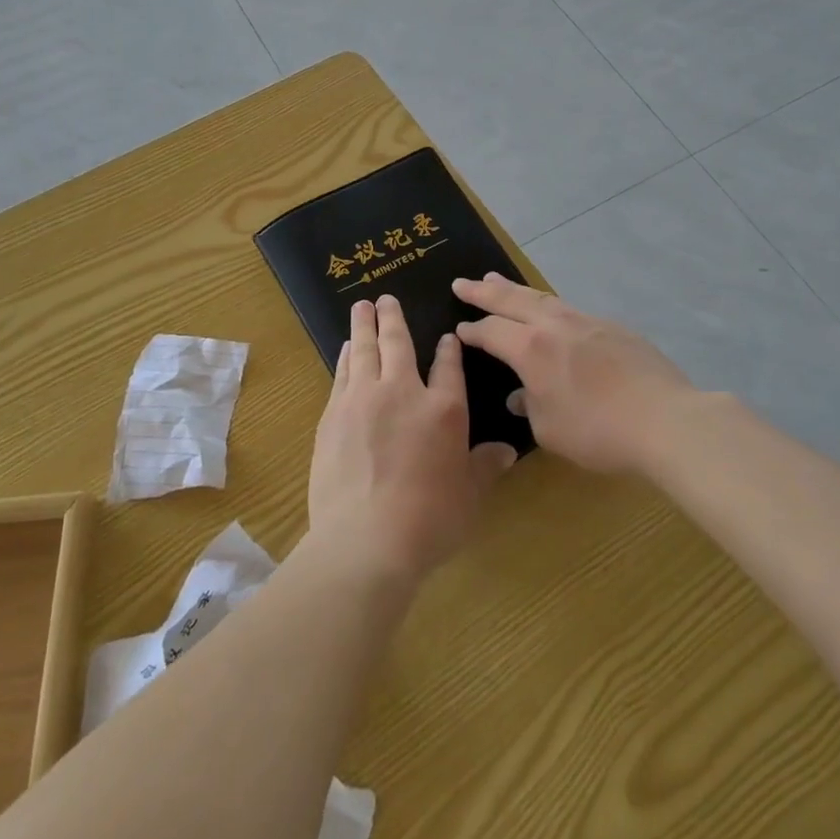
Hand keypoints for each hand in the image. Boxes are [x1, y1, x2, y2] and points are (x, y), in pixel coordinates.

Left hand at [308, 296, 517, 581]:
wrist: (365, 540)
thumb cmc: (428, 521)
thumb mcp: (469, 496)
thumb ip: (485, 467)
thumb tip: (507, 452)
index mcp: (443, 410)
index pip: (448, 367)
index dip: (448, 350)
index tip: (447, 336)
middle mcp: (402, 392)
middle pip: (397, 343)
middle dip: (392, 318)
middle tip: (385, 298)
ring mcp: (363, 399)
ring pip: (363, 350)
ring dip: (363, 326)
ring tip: (361, 308)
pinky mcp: (333, 415)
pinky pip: (341, 374)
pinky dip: (345, 356)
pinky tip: (345, 349)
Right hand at [453, 274, 699, 474]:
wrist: (665, 420)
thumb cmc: (598, 431)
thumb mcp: (550, 430)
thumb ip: (529, 407)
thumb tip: (520, 395)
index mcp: (531, 349)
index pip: (491, 331)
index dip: (472, 330)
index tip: (458, 328)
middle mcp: (555, 326)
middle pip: (512, 300)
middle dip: (484, 291)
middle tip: (463, 282)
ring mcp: (587, 322)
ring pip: (542, 297)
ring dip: (516, 289)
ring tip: (498, 279)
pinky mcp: (613, 328)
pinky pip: (570, 309)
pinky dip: (549, 305)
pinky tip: (550, 310)